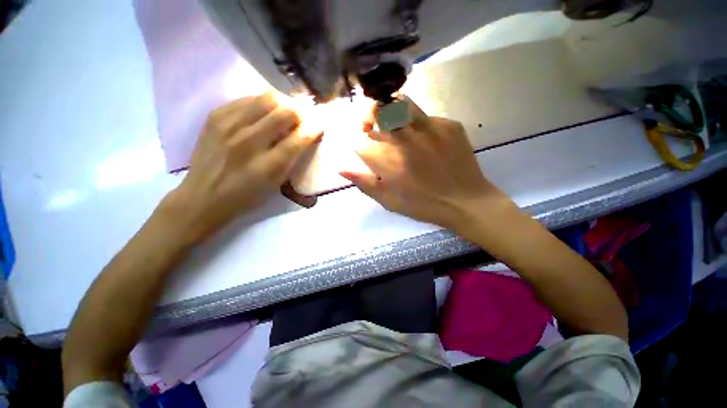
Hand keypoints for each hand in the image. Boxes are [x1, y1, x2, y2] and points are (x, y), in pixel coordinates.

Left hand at [167, 92, 321, 241]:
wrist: (203, 196)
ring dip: (283, 104)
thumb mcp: (277, 184)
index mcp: (269, 165)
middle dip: (301, 113)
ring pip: (267, 98)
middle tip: (302, 119)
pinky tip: (263, 114)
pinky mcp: (215, 116)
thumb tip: (306, 134)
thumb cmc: (247, 195)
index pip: (300, 138)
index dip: (314, 128)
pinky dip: (262, 104)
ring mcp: (229, 125)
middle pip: (286, 112)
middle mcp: (249, 141)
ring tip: (285, 113)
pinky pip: (247, 99)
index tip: (318, 126)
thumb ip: (293, 158)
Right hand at [340, 99, 510, 231]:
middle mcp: (402, 137)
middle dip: (368, 116)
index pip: (359, 139)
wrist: (464, 202)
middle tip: (372, 126)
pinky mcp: (448, 124)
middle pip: (375, 111)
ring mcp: (427, 127)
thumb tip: (341, 169)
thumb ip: (363, 183)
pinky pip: (425, 115)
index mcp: (385, 159)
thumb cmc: (422, 205)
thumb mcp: (388, 200)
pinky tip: (423, 138)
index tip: (363, 145)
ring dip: (390, 111)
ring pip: (399, 103)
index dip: (357, 140)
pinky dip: (417, 123)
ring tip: (393, 124)